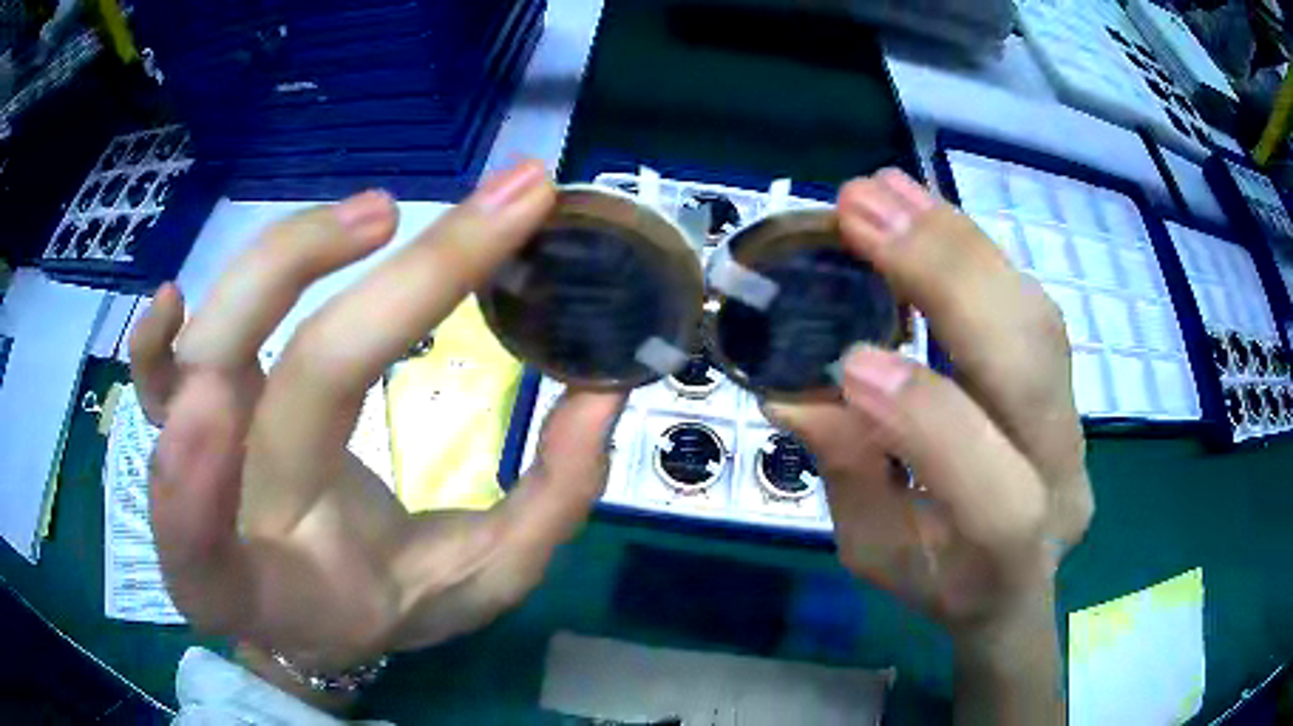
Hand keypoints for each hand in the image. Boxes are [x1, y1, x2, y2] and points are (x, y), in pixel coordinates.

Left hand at [130, 162, 624, 678]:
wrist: (312, 606)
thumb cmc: (390, 603)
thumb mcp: (478, 584)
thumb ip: (543, 509)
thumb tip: (599, 396)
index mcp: (273, 590)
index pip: (209, 550)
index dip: (192, 485)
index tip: (234, 395)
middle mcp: (214, 516)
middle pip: (241, 386)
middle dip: (369, 296)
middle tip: (490, 220)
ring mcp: (191, 454)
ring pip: (202, 347)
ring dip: (286, 262)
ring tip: (383, 215)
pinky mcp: (185, 416)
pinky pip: (153, 370)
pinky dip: (154, 331)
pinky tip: (178, 287)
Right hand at [764, 169, 1093, 632]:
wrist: (1018, 576)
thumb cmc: (940, 580)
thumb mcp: (878, 551)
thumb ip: (851, 475)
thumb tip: (799, 385)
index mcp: (1012, 561)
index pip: (997, 495)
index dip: (929, 421)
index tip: (848, 359)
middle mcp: (1065, 481)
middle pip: (1034, 373)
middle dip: (948, 278)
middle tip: (863, 209)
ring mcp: (1076, 422)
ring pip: (1038, 321)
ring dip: (959, 245)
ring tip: (887, 191)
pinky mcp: (1068, 379)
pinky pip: (1029, 305)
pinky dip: (974, 253)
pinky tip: (925, 212)